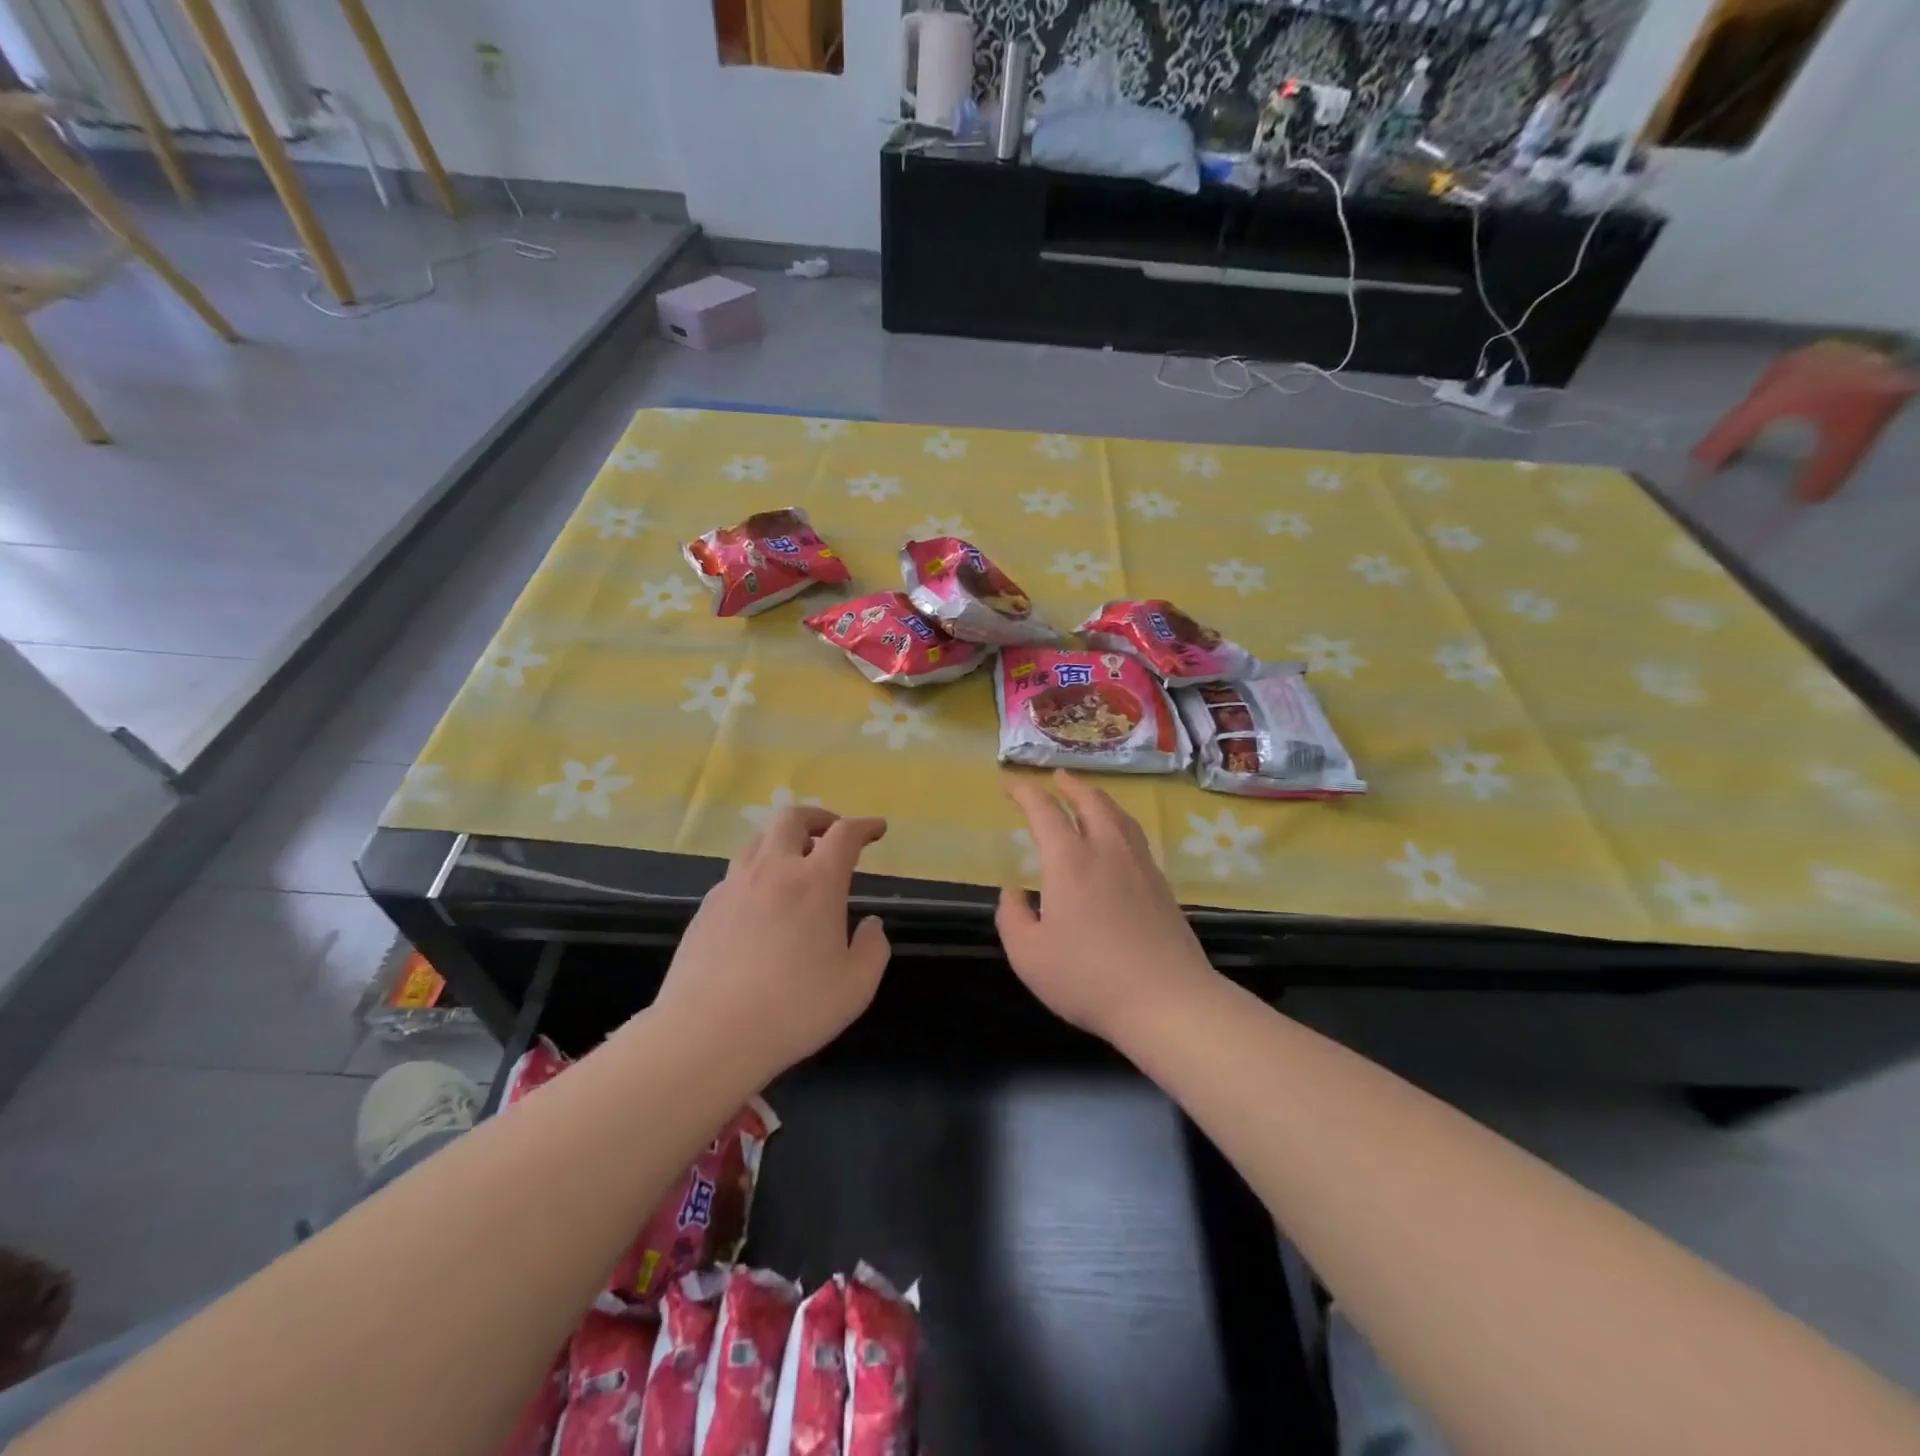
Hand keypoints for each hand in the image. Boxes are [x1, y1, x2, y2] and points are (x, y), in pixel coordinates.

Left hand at [654, 807, 890, 1077]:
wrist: (708, 1035)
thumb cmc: (793, 1009)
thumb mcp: (856, 986)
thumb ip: (873, 949)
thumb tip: (871, 926)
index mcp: (816, 882)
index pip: (844, 835)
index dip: (865, 826)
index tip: (877, 829)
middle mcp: (773, 870)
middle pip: (792, 818)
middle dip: (818, 818)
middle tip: (832, 834)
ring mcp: (734, 886)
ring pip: (758, 840)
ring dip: (783, 841)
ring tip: (795, 863)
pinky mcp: (707, 908)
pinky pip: (736, 874)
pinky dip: (757, 873)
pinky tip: (761, 903)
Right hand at [996, 772, 1217, 1046]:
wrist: (1167, 1000)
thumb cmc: (1088, 978)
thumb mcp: (1029, 955)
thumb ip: (1013, 917)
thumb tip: (1013, 892)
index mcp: (1070, 861)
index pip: (1044, 811)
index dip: (1025, 792)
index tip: (1010, 784)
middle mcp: (1106, 850)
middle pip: (1090, 801)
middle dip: (1070, 784)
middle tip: (1057, 777)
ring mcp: (1140, 865)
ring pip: (1118, 815)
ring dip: (1098, 798)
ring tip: (1088, 797)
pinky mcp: (1161, 885)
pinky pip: (1135, 836)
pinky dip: (1118, 822)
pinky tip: (1117, 838)